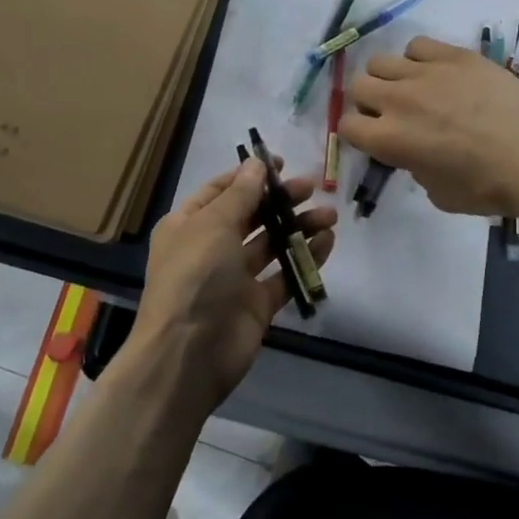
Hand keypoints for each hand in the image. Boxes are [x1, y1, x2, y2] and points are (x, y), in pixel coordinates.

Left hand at [134, 156, 336, 413]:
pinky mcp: (257, 304)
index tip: (280, 163)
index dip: (249, 176)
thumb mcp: (213, 225)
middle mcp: (210, 248)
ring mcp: (234, 278)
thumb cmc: (195, 277)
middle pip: (250, 215)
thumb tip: (256, 163)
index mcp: (188, 225)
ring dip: (299, 227)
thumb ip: (240, 194)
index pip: (221, 191)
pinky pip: (285, 275)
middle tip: (312, 187)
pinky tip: (327, 243)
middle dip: (280, 199)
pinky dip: (305, 258)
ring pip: (271, 244)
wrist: (188, 355)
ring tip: (329, 216)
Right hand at [341, 36, 518, 216]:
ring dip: (389, 77)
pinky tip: (437, 72)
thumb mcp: (437, 193)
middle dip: (369, 100)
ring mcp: (425, 72)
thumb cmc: (487, 186)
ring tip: (413, 88)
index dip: (357, 132)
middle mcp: (397, 100)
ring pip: (381, 61)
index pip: (346, 125)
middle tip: (391, 112)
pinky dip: (419, 58)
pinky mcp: (453, 54)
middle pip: (358, 85)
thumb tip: (415, 153)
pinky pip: (417, 45)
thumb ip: (414, 167)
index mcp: (389, 140)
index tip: (374, 137)